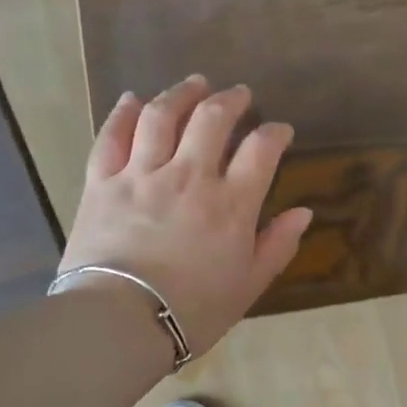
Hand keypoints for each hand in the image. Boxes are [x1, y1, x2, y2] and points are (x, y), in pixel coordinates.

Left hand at [57, 76, 312, 354]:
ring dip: (181, 93)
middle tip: (238, 94)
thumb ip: (278, 245)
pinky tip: (132, 99)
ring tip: (194, 83)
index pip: (261, 149)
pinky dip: (123, 113)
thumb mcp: (249, 285)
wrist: (120, 322)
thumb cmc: (193, 310)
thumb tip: (303, 212)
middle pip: (212, 119)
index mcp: (232, 204)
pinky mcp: (103, 182)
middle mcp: (190, 176)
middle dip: (230, 100)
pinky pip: (111, 136)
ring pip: (161, 115)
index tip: (279, 130)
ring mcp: (142, 174)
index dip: (274, 133)